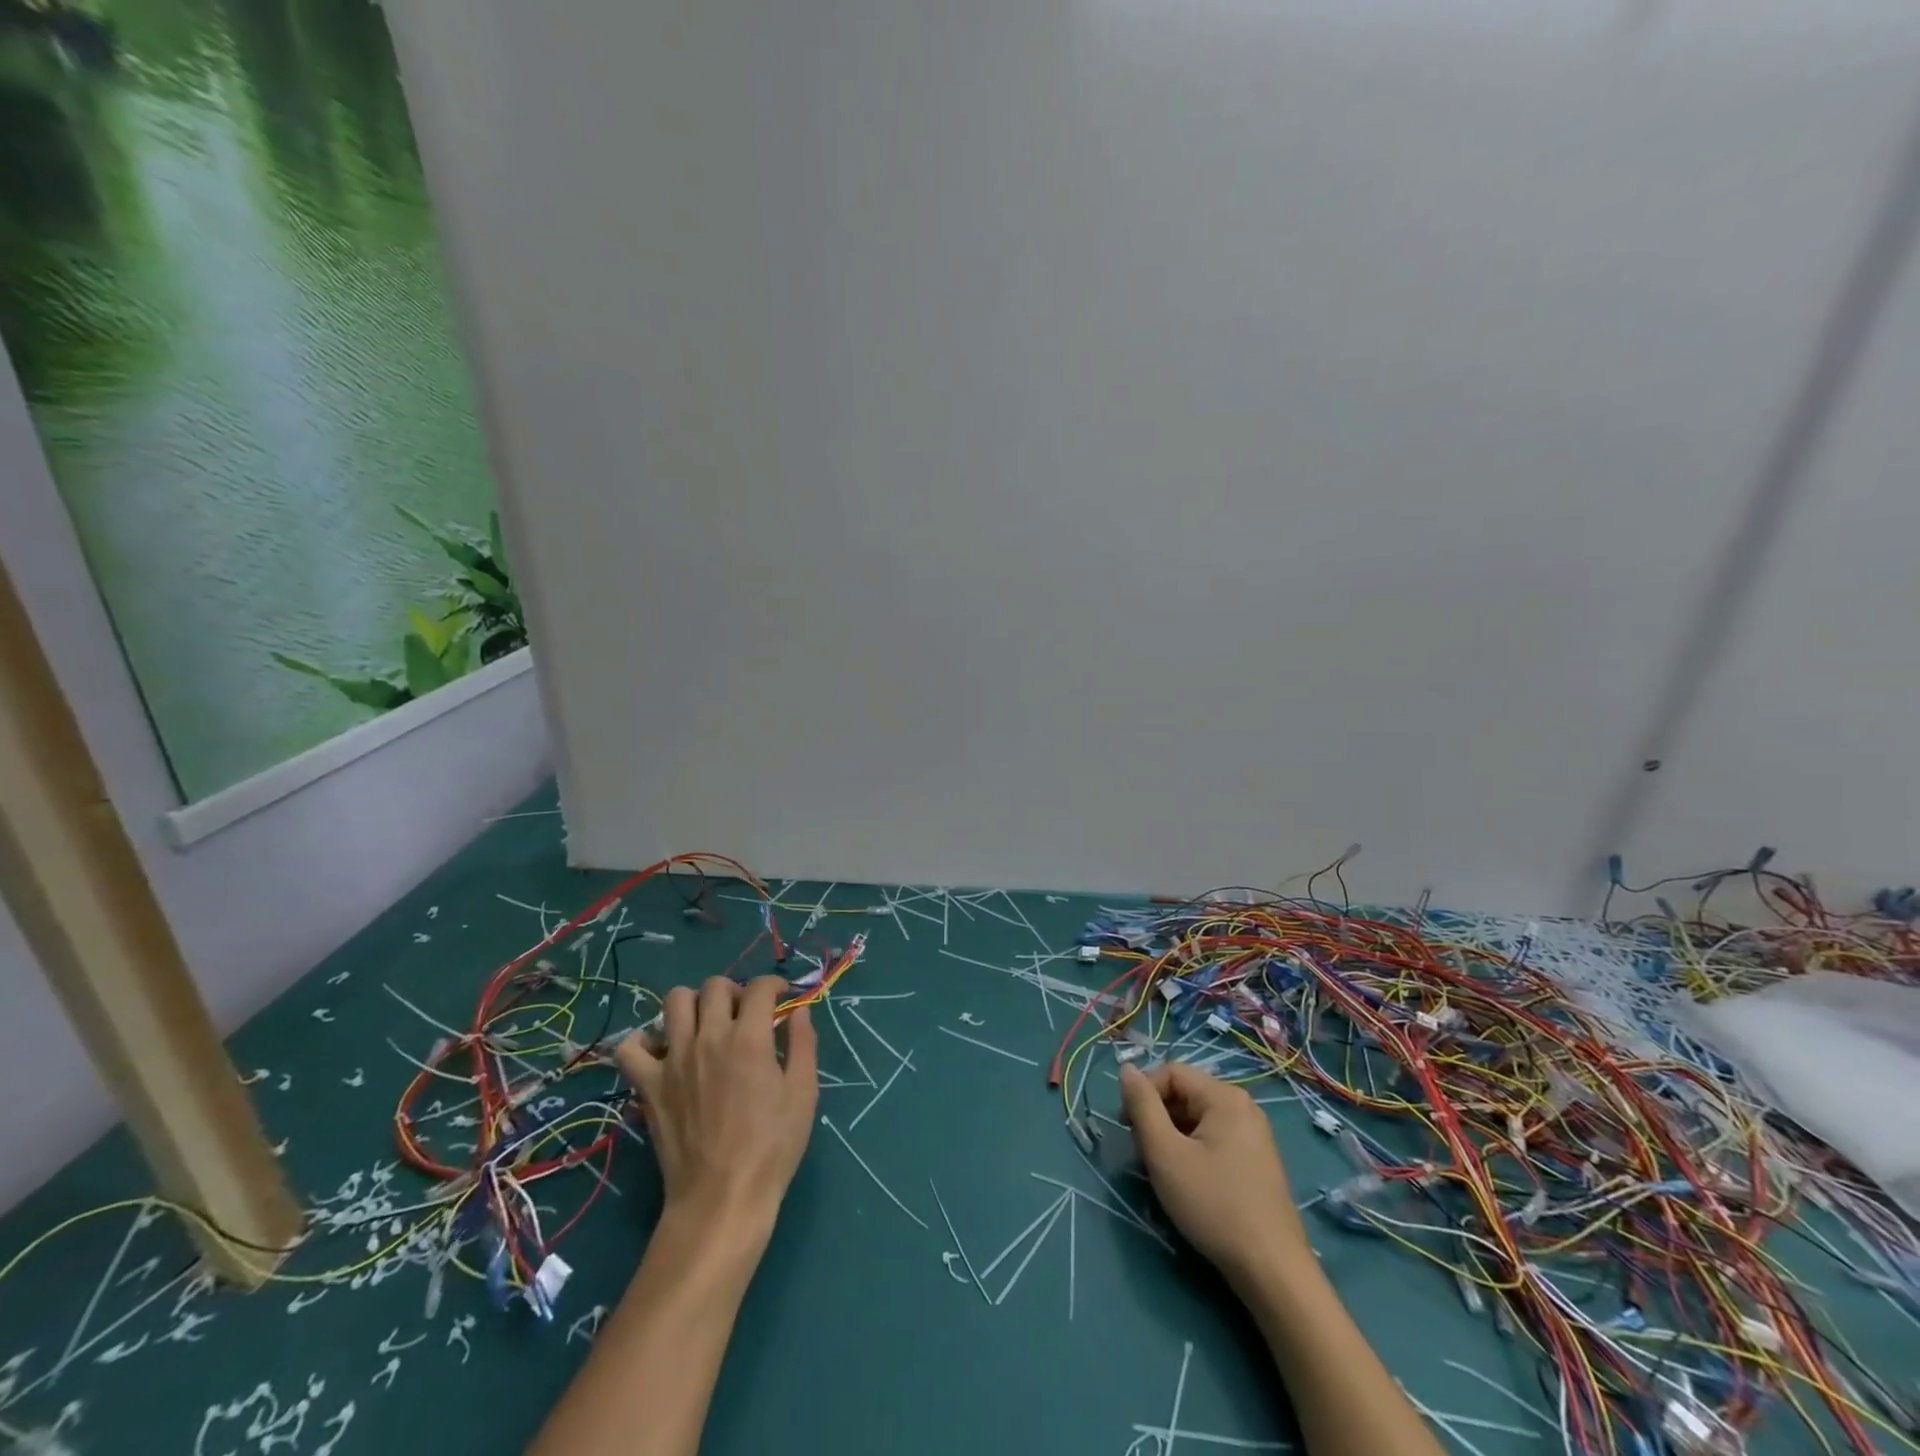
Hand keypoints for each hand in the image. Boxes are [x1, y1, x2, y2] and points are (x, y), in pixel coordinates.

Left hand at [614, 976, 817, 1251]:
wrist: (722, 1198)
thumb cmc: (772, 1147)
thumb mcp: (803, 1093)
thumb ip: (803, 1044)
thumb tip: (798, 1011)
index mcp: (749, 1038)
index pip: (760, 987)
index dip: (775, 985)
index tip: (782, 998)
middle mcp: (709, 1038)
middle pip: (715, 985)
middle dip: (736, 990)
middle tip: (746, 1014)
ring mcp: (674, 1059)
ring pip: (674, 1001)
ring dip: (694, 1004)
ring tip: (707, 1024)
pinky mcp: (649, 1085)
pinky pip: (630, 1048)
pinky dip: (644, 1041)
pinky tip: (663, 1050)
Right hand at [1119, 1061, 1313, 1292]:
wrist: (1273, 1271)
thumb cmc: (1214, 1205)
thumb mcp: (1165, 1153)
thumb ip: (1142, 1106)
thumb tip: (1126, 1068)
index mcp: (1224, 1096)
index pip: (1170, 1071)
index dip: (1143, 1092)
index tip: (1127, 1127)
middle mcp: (1244, 1106)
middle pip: (1186, 1093)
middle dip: (1158, 1115)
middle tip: (1143, 1151)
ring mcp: (1255, 1134)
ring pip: (1198, 1117)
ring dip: (1173, 1134)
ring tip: (1164, 1169)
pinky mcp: (1258, 1160)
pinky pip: (1215, 1137)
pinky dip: (1194, 1148)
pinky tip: (1189, 1180)